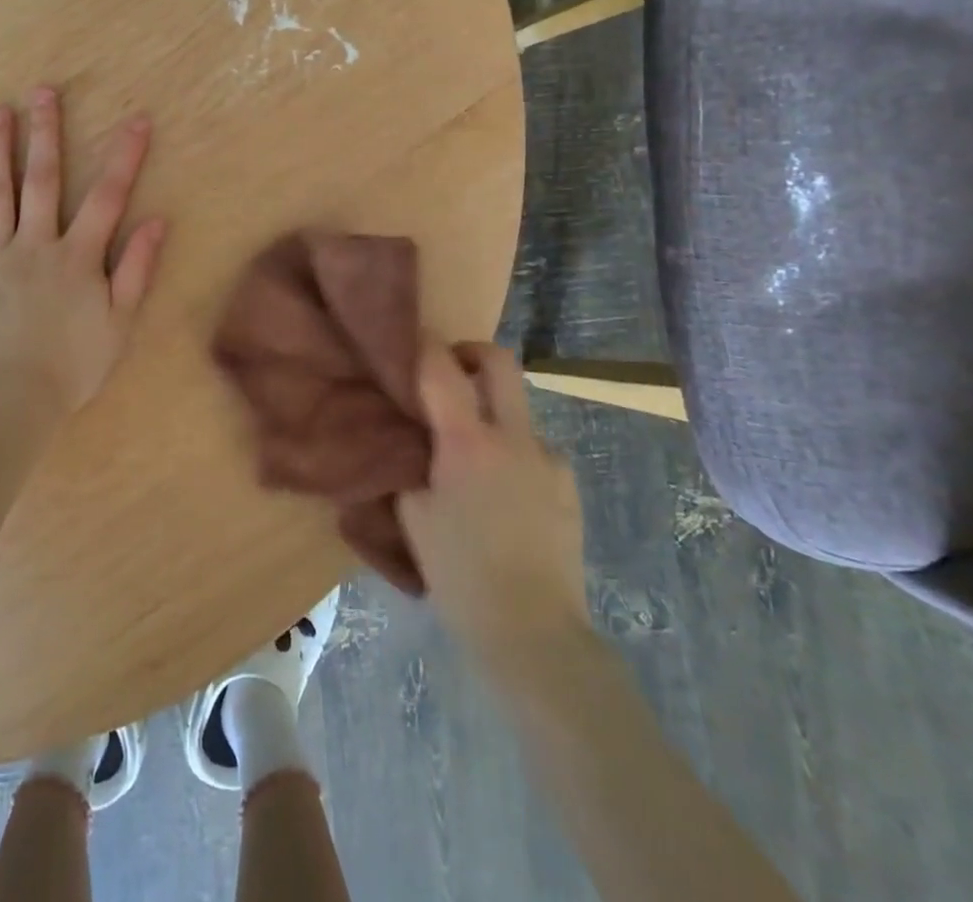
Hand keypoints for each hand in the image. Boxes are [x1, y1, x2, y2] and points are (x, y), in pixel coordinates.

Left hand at [0, 88, 166, 417]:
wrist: (13, 400)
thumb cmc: (73, 365)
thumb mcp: (120, 322)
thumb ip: (137, 269)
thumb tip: (156, 221)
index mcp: (77, 256)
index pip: (108, 197)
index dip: (124, 156)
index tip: (136, 119)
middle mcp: (36, 245)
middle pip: (43, 180)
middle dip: (46, 134)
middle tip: (43, 92)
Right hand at [398, 340, 590, 683]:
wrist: (533, 632)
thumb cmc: (459, 573)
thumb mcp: (412, 515)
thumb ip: (406, 462)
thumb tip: (403, 432)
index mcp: (467, 441)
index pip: (441, 366)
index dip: (422, 344)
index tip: (408, 341)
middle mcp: (513, 436)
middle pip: (500, 362)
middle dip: (472, 353)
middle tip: (450, 373)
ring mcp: (548, 459)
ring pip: (519, 409)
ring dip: (494, 414)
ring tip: (474, 457)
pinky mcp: (569, 485)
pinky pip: (536, 450)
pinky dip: (516, 454)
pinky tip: (505, 493)